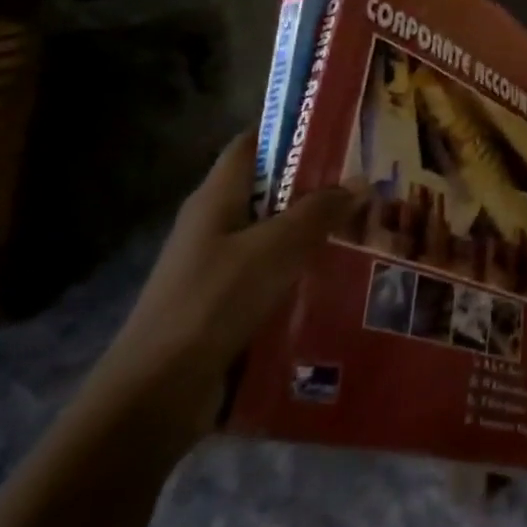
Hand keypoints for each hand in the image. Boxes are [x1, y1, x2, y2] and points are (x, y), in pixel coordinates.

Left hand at [90, 134, 367, 448]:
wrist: (157, 395)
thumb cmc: (214, 302)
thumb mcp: (276, 248)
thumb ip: (319, 211)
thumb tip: (359, 182)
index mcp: (216, 199)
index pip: (252, 145)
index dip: (291, 132)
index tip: (341, 132)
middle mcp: (213, 227)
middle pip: (269, 191)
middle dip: (316, 187)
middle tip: (369, 184)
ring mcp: (217, 269)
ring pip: (274, 237)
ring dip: (314, 234)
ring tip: (367, 229)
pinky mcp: (225, 307)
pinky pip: (272, 277)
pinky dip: (302, 273)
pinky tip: (340, 280)